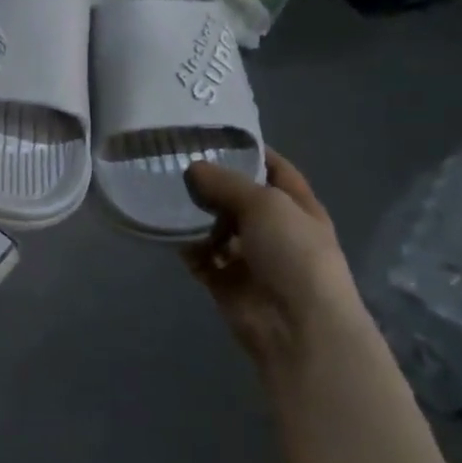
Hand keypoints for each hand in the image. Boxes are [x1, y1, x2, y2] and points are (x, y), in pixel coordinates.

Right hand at [182, 151, 365, 382]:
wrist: (300, 328)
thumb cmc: (294, 254)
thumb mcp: (265, 204)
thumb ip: (227, 183)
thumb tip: (194, 168)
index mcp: (297, 206)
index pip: (273, 168)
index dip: (248, 150)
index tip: (213, 134)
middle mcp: (274, 229)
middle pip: (238, 197)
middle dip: (211, 182)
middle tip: (173, 161)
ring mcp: (249, 257)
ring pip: (216, 227)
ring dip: (194, 214)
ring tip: (161, 191)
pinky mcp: (226, 282)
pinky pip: (201, 257)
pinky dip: (186, 246)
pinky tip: (165, 228)